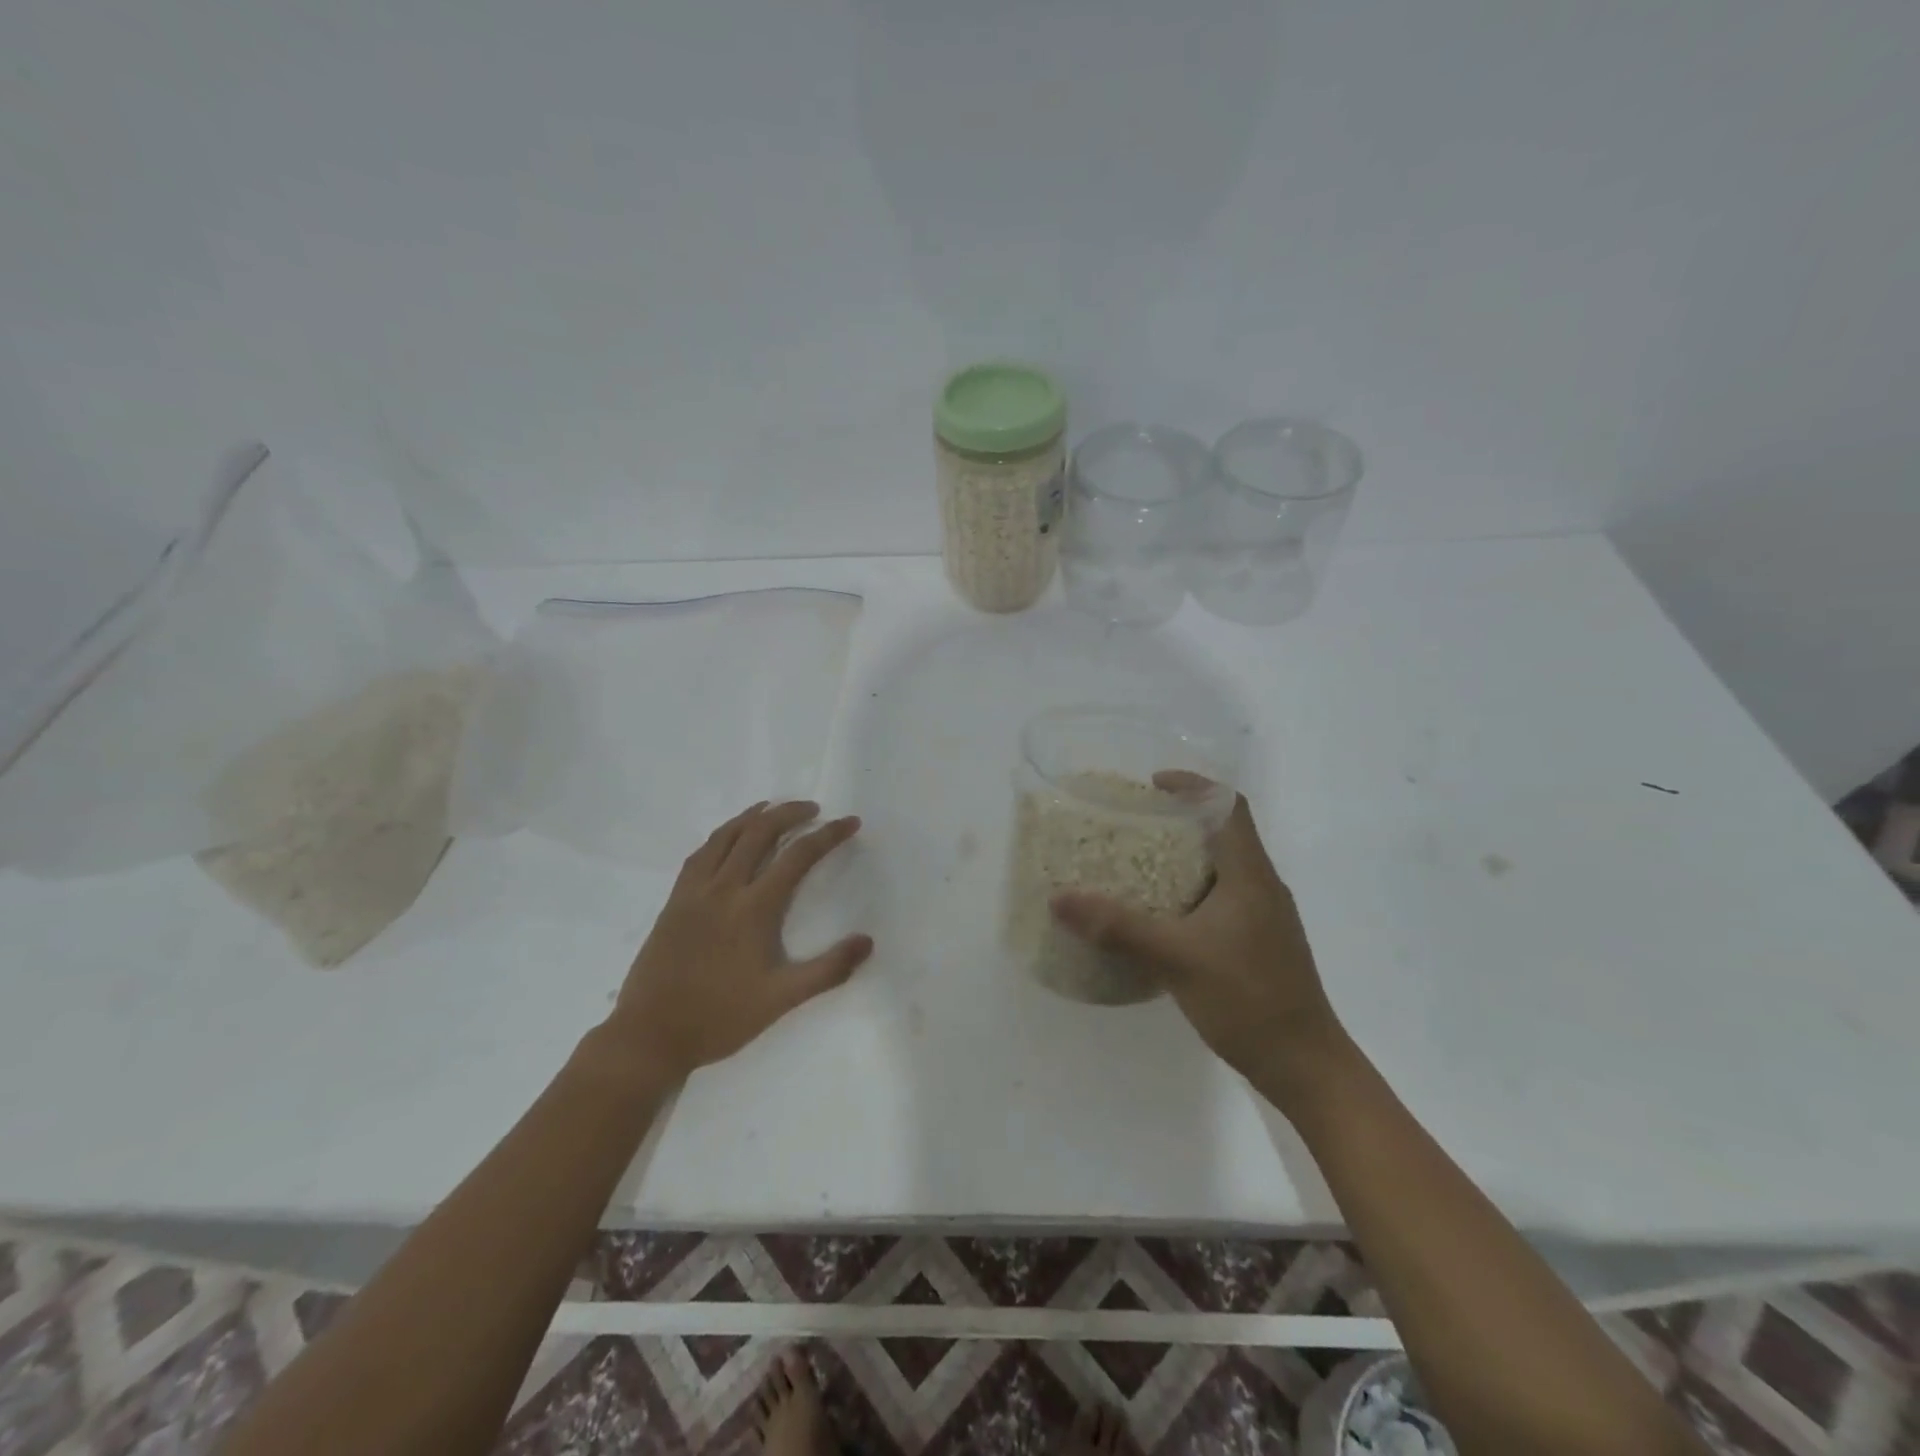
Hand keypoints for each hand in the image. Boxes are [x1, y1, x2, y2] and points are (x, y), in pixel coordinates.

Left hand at [603, 801, 872, 1080]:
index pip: (798, 856)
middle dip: (789, 813)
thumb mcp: (781, 1000)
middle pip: (759, 832)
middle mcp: (724, 889)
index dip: (828, 835)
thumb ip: (828, 970)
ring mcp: (694, 892)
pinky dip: (721, 835)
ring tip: (772, 808)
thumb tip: (867, 941)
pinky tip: (728, 839)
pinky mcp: (674, 901)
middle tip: (812, 809)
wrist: (649, 1036)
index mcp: (753, 908)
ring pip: (726, 836)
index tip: (850, 823)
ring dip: (753, 816)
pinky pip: (700, 854)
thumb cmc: (721, 1018)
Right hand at [1050, 792, 1344, 1089]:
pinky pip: (1223, 898)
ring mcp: (1265, 917)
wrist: (1306, 1067)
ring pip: (1223, 868)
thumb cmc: (1247, 1000)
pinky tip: (1162, 916)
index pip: (1229, 806)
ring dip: (1185, 857)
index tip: (1152, 785)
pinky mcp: (1260, 943)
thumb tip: (1059, 898)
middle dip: (1180, 820)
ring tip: (1138, 864)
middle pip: (1225, 833)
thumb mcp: (1175, 959)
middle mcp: (1262, 886)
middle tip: (1133, 824)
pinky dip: (1191, 891)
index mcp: (1250, 875)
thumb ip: (1117, 927)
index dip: (1194, 785)